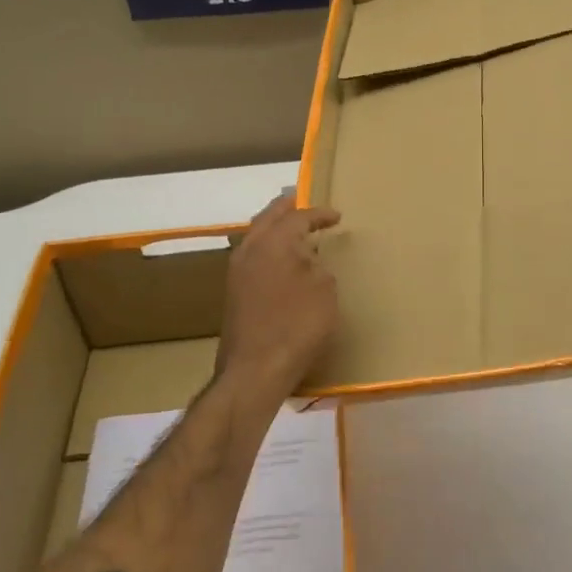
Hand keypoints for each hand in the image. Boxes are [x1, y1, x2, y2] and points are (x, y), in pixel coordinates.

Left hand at [217, 194, 341, 395]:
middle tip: (302, 201)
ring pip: (256, 237)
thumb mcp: (324, 291)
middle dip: (287, 209)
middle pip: (268, 218)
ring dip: (274, 228)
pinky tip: (282, 261)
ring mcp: (237, 272)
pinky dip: (269, 249)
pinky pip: (253, 257)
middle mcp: (250, 250)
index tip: (337, 216)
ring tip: (294, 229)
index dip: (319, 214)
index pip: (298, 217)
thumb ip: (318, 267)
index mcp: (273, 242)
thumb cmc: (297, 326)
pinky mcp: (234, 294)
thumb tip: (308, 262)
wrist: (255, 370)